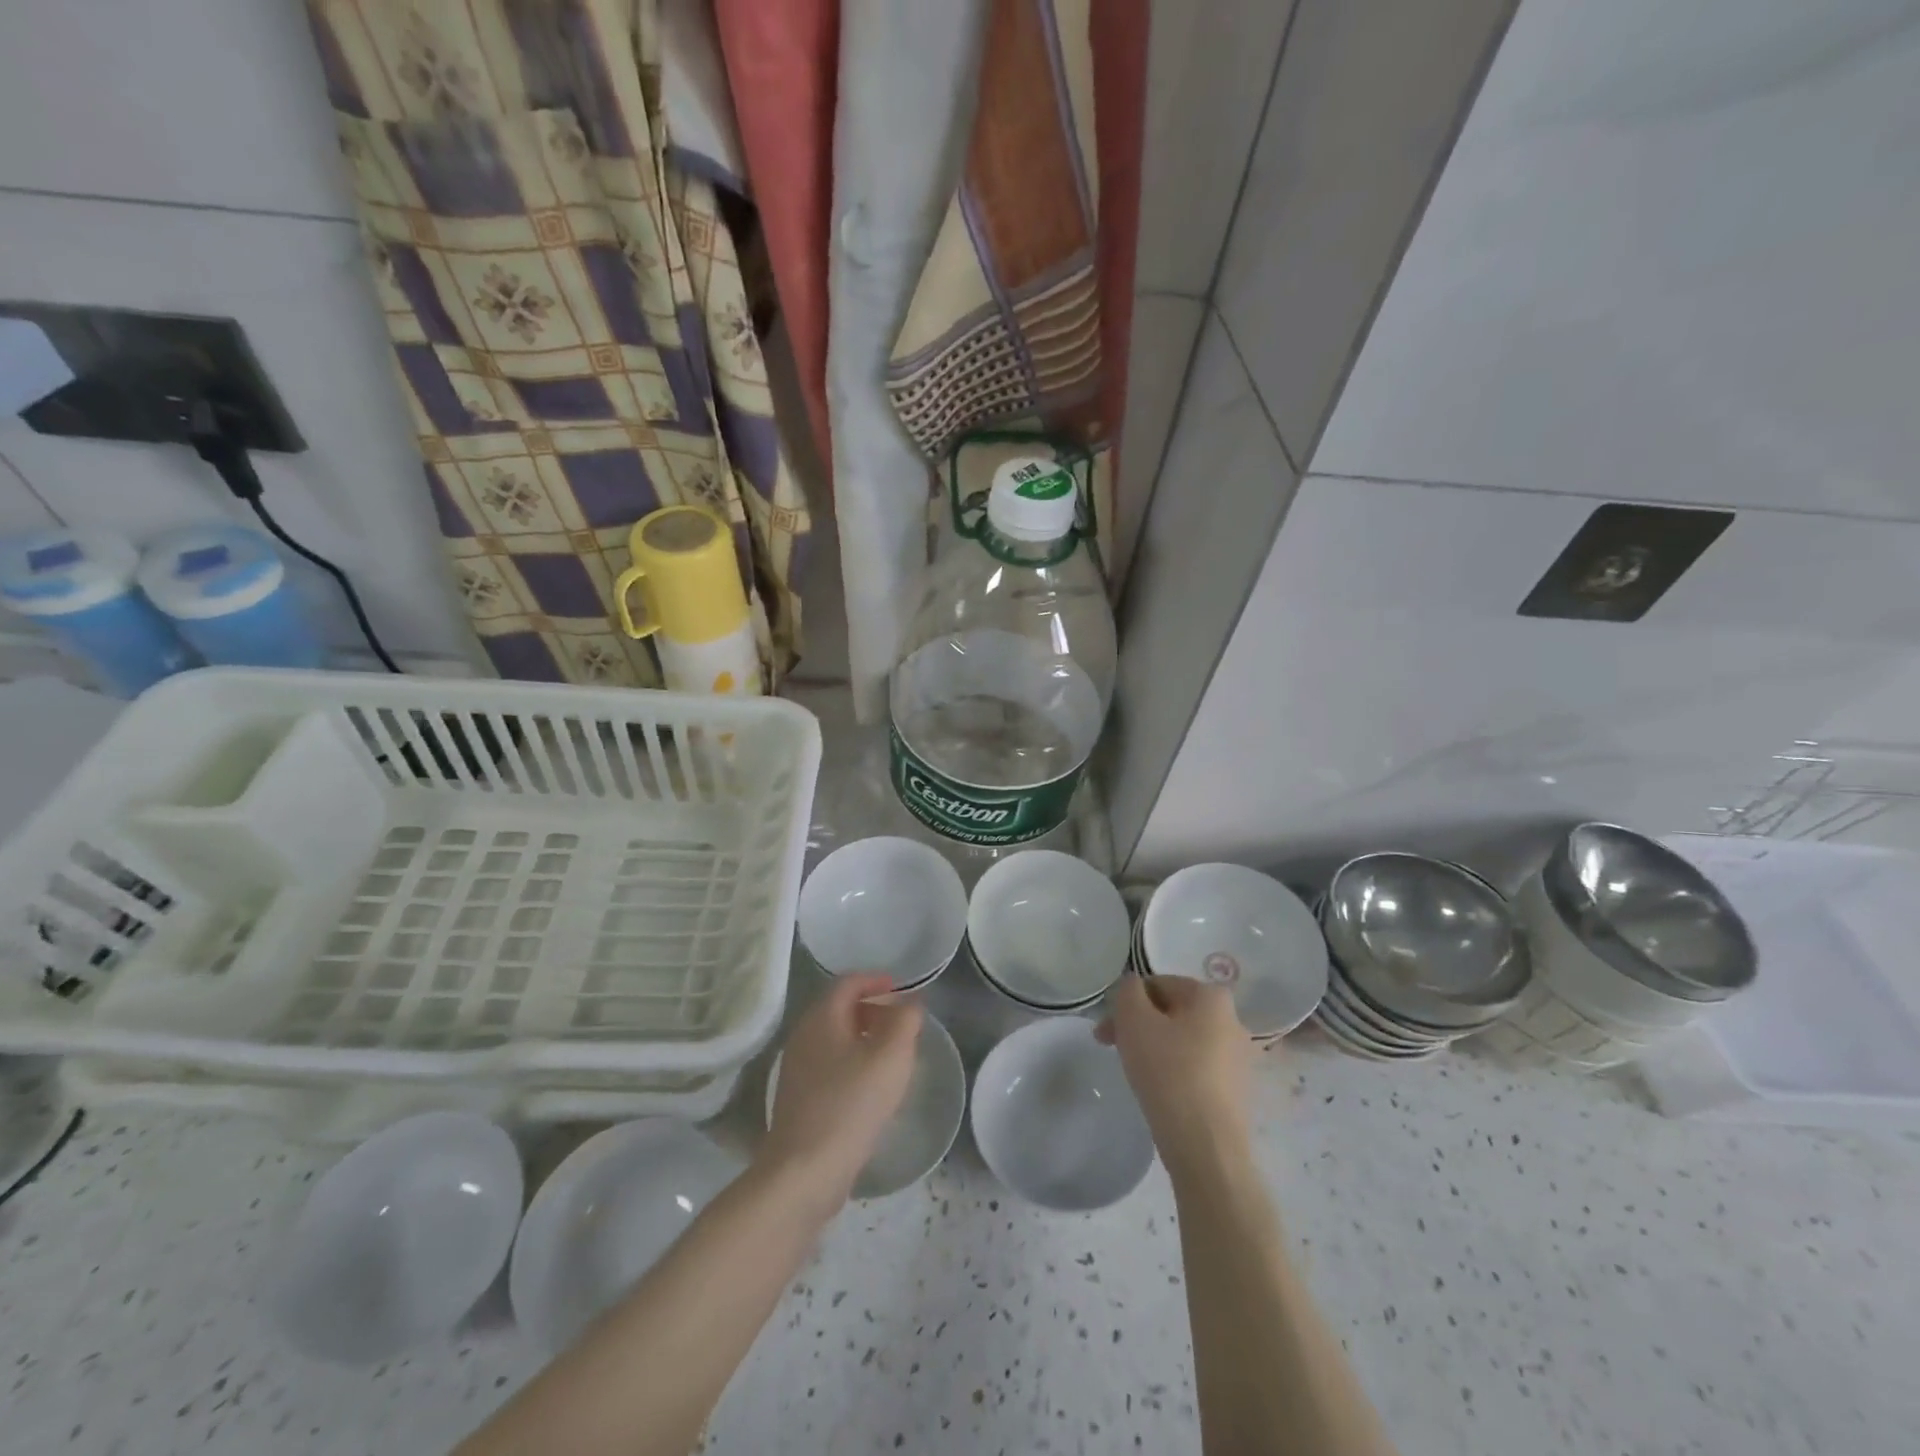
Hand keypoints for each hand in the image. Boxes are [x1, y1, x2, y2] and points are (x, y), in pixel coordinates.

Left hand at [760, 973, 922, 1207]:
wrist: (804, 1172)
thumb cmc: (851, 1104)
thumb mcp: (891, 1056)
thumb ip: (905, 1021)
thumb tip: (910, 1003)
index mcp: (822, 1018)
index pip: (848, 982)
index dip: (876, 980)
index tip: (901, 989)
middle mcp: (804, 1036)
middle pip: (839, 1009)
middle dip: (872, 1009)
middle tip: (901, 1023)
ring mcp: (797, 1069)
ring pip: (834, 1039)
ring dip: (863, 1038)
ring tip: (892, 1055)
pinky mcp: (798, 1099)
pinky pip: (829, 1066)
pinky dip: (852, 1062)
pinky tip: (871, 1087)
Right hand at [1097, 975, 1252, 1176]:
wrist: (1206, 1148)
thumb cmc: (1168, 1073)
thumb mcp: (1134, 1020)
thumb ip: (1128, 991)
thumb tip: (1133, 988)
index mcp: (1212, 996)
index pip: (1158, 984)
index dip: (1126, 1003)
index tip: (1105, 1031)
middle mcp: (1233, 1020)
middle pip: (1172, 1012)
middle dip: (1138, 1025)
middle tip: (1112, 1048)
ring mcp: (1239, 1058)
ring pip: (1183, 1040)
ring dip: (1155, 1047)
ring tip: (1135, 1072)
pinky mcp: (1237, 1090)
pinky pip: (1197, 1068)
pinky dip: (1175, 1071)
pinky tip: (1160, 1092)